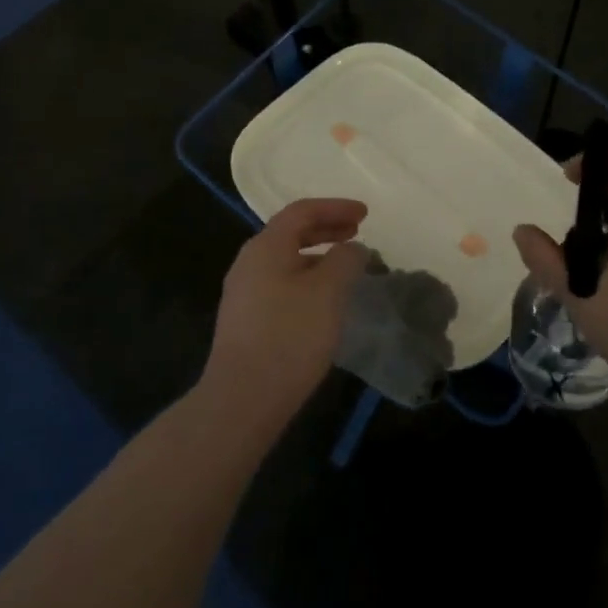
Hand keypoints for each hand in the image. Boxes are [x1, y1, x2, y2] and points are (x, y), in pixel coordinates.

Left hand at [203, 198, 369, 422]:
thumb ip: (345, 260)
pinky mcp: (246, 321)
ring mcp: (244, 293)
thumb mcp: (328, 292)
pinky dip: (307, 278)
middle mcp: (249, 262)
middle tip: (356, 232)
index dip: (335, 207)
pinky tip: (323, 300)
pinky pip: (281, 283)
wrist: (242, 399)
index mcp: (266, 246)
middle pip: (290, 233)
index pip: (302, 211)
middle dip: (326, 228)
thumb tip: (353, 248)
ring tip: (345, 267)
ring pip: (286, 260)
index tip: (365, 214)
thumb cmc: (289, 336)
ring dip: (317, 255)